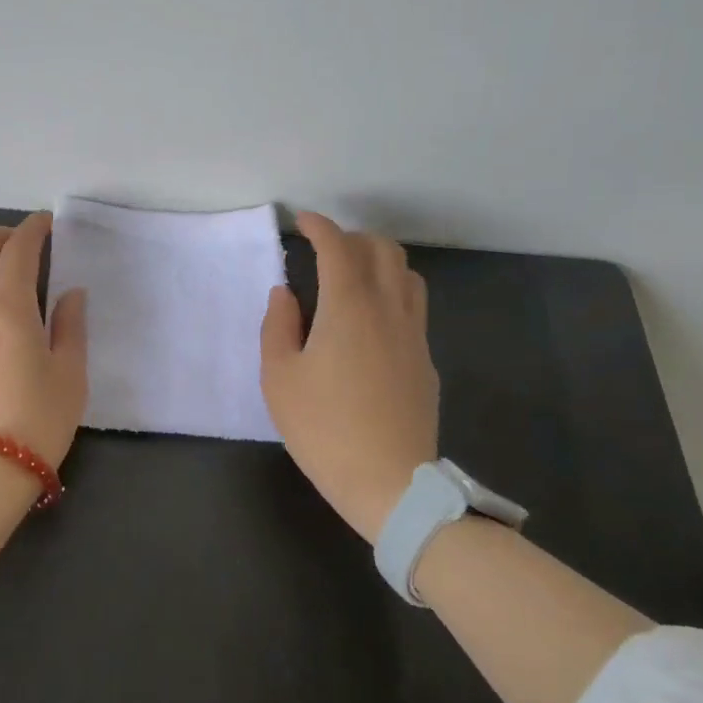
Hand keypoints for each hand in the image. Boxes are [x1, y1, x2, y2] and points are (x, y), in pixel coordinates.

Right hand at [260, 212, 438, 542]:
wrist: (390, 482)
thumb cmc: (323, 428)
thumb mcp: (279, 378)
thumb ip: (278, 326)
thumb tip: (285, 293)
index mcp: (349, 307)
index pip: (338, 247)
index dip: (319, 226)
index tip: (301, 221)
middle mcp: (389, 309)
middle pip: (382, 250)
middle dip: (351, 237)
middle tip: (323, 250)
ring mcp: (414, 334)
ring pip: (406, 274)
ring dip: (378, 261)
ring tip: (351, 276)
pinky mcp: (425, 360)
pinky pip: (413, 306)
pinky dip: (391, 291)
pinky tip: (371, 319)